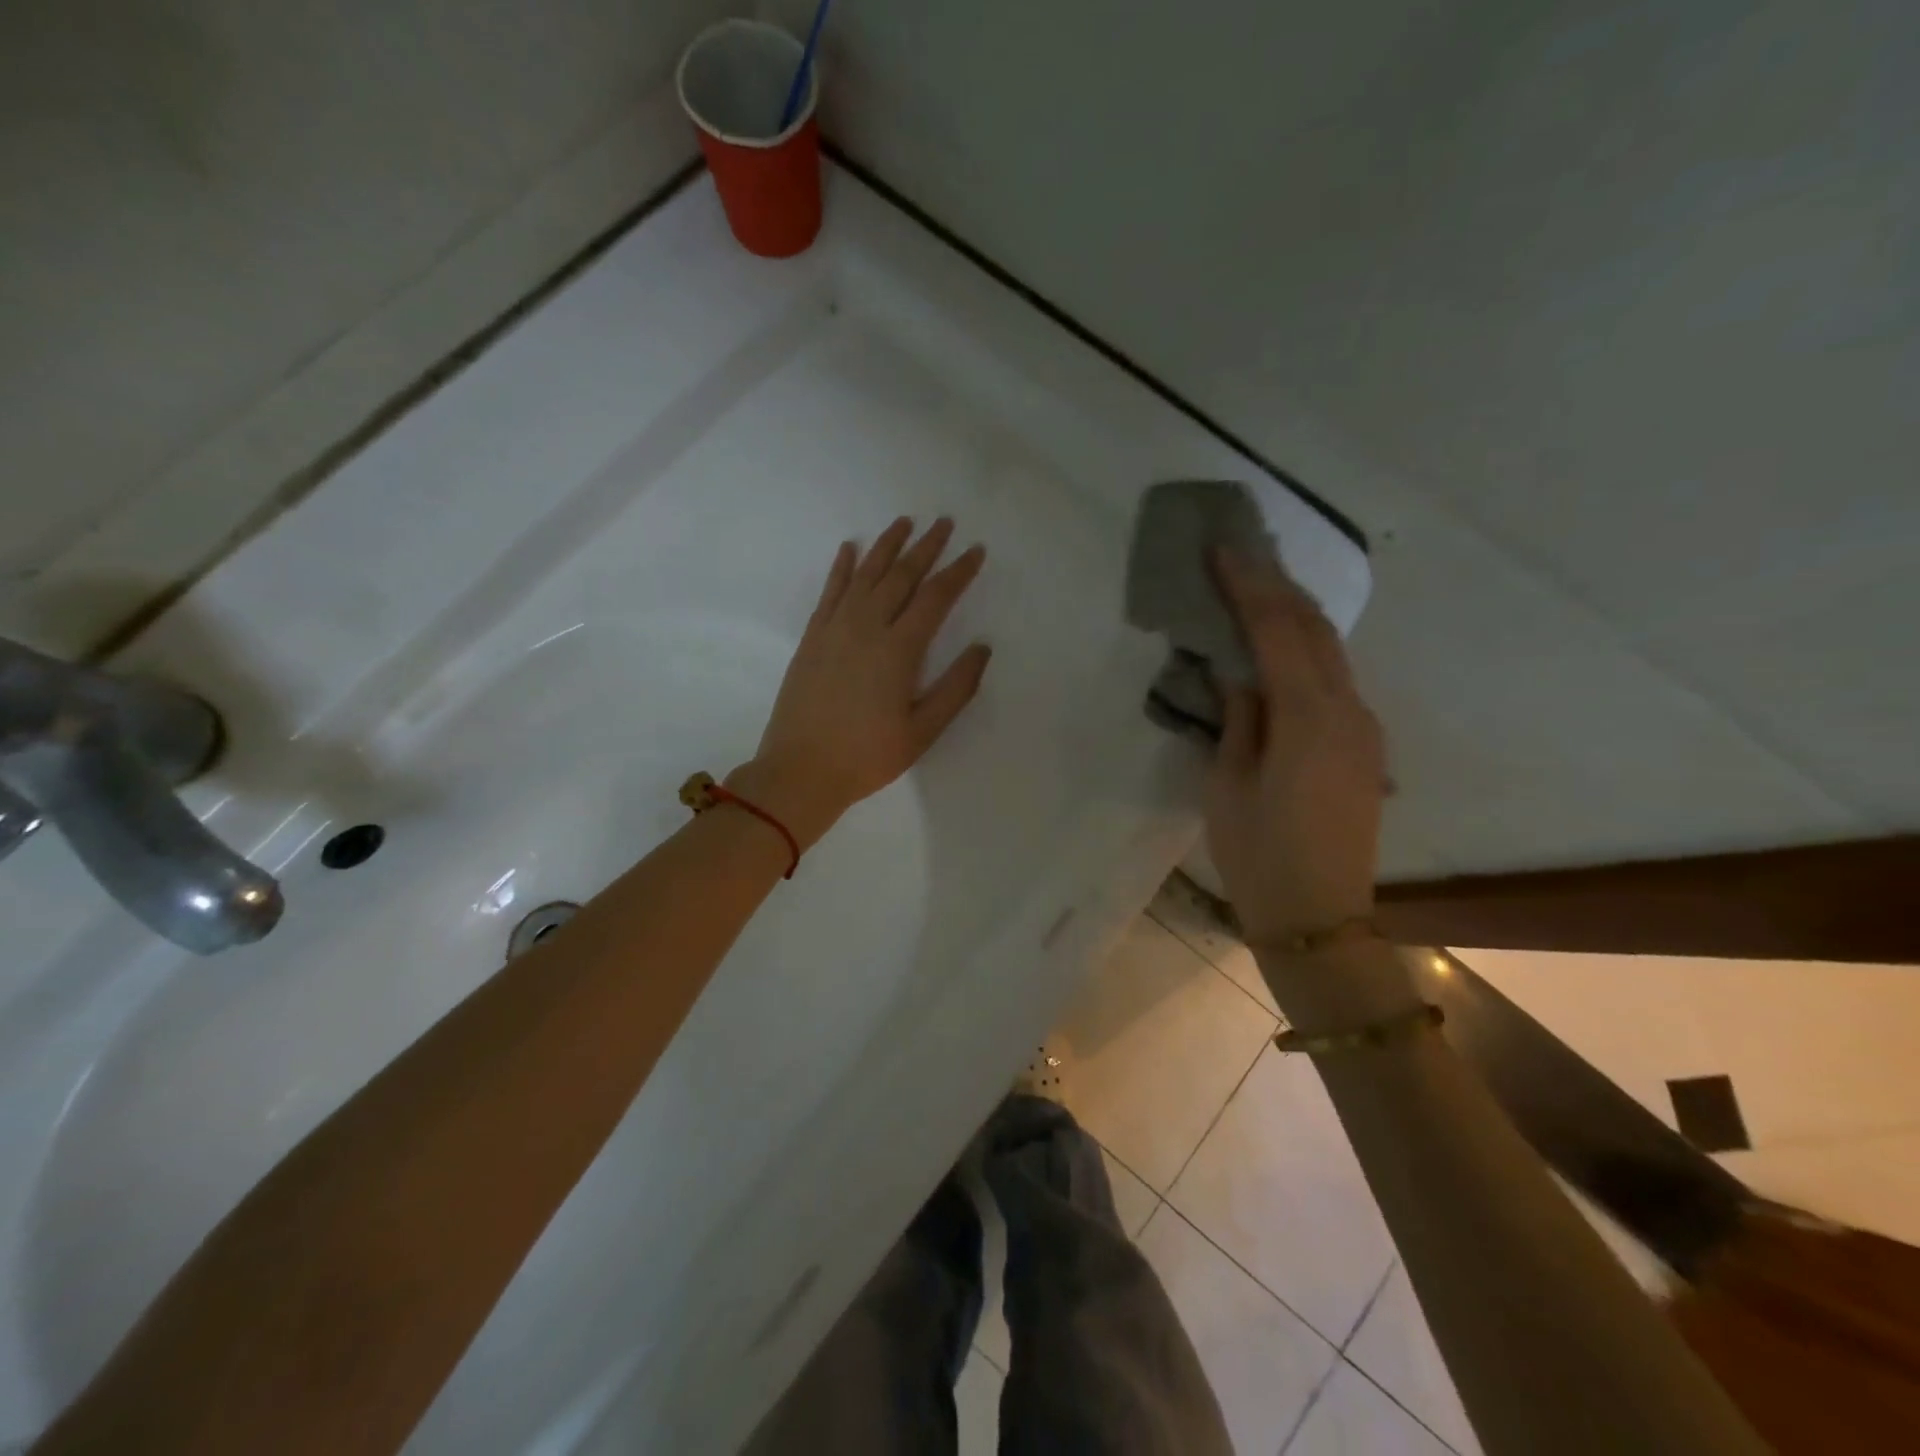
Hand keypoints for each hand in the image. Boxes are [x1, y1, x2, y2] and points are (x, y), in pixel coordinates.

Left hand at [733, 517, 990, 848]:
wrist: (800, 770)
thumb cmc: (867, 756)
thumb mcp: (923, 732)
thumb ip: (956, 688)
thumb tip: (981, 648)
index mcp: (899, 649)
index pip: (935, 597)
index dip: (958, 572)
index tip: (975, 551)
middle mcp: (867, 626)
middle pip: (901, 576)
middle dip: (925, 547)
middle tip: (944, 523)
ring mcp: (835, 628)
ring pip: (865, 574)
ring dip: (886, 546)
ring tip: (904, 522)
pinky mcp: (812, 637)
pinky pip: (830, 591)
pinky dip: (842, 567)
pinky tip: (850, 549)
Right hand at [1204, 548, 1386, 944]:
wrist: (1319, 918)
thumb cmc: (1259, 856)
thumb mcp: (1228, 784)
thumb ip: (1237, 717)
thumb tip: (1236, 670)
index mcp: (1309, 718)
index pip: (1277, 630)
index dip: (1248, 586)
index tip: (1222, 549)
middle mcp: (1348, 710)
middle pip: (1313, 628)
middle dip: (1276, 585)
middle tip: (1239, 554)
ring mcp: (1364, 726)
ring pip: (1330, 649)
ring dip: (1294, 612)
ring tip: (1256, 585)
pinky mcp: (1364, 744)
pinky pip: (1335, 676)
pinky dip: (1305, 646)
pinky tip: (1281, 641)